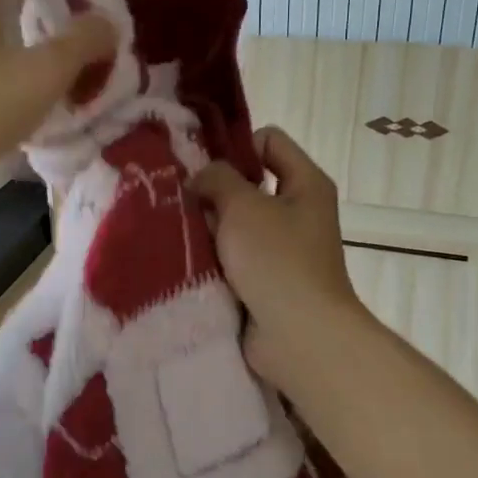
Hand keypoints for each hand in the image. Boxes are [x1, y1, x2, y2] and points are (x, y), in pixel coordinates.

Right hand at [192, 128, 366, 387]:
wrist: (298, 336)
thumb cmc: (277, 260)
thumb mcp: (244, 206)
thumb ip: (217, 178)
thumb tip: (200, 177)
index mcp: (305, 184)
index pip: (269, 140)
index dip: (235, 144)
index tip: (200, 163)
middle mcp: (296, 212)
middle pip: (247, 184)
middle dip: (212, 189)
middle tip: (176, 197)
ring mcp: (280, 249)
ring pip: (234, 223)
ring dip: (206, 226)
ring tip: (172, 227)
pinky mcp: (263, 280)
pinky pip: (231, 256)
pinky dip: (210, 257)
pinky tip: (181, 256)